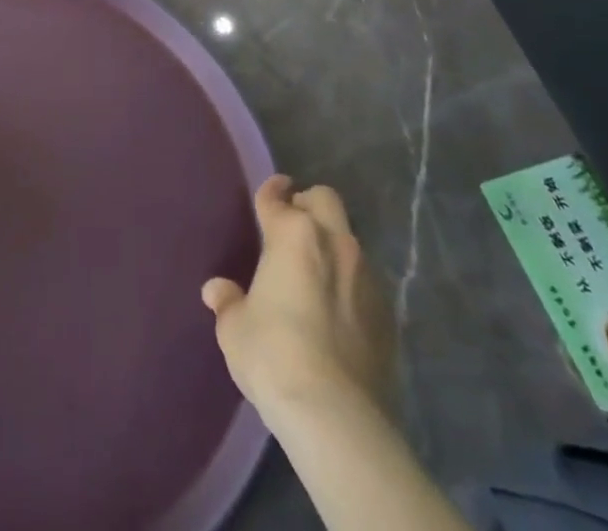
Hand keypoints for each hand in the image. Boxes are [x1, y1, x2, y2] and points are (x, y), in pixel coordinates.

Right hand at [201, 176, 395, 425]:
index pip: (276, 197)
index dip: (270, 191)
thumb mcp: (235, 328)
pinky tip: (338, 312)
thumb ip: (229, 302)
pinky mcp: (389, 315)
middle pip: (325, 199)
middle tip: (294, 226)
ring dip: (332, 246)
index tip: (271, 191)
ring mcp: (366, 277)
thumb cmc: (273, 354)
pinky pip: (366, 282)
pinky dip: (351, 285)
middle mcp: (333, 242)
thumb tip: (218, 291)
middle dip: (309, 205)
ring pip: (349, 239)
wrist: (335, 415)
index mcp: (291, 234)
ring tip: (316, 274)